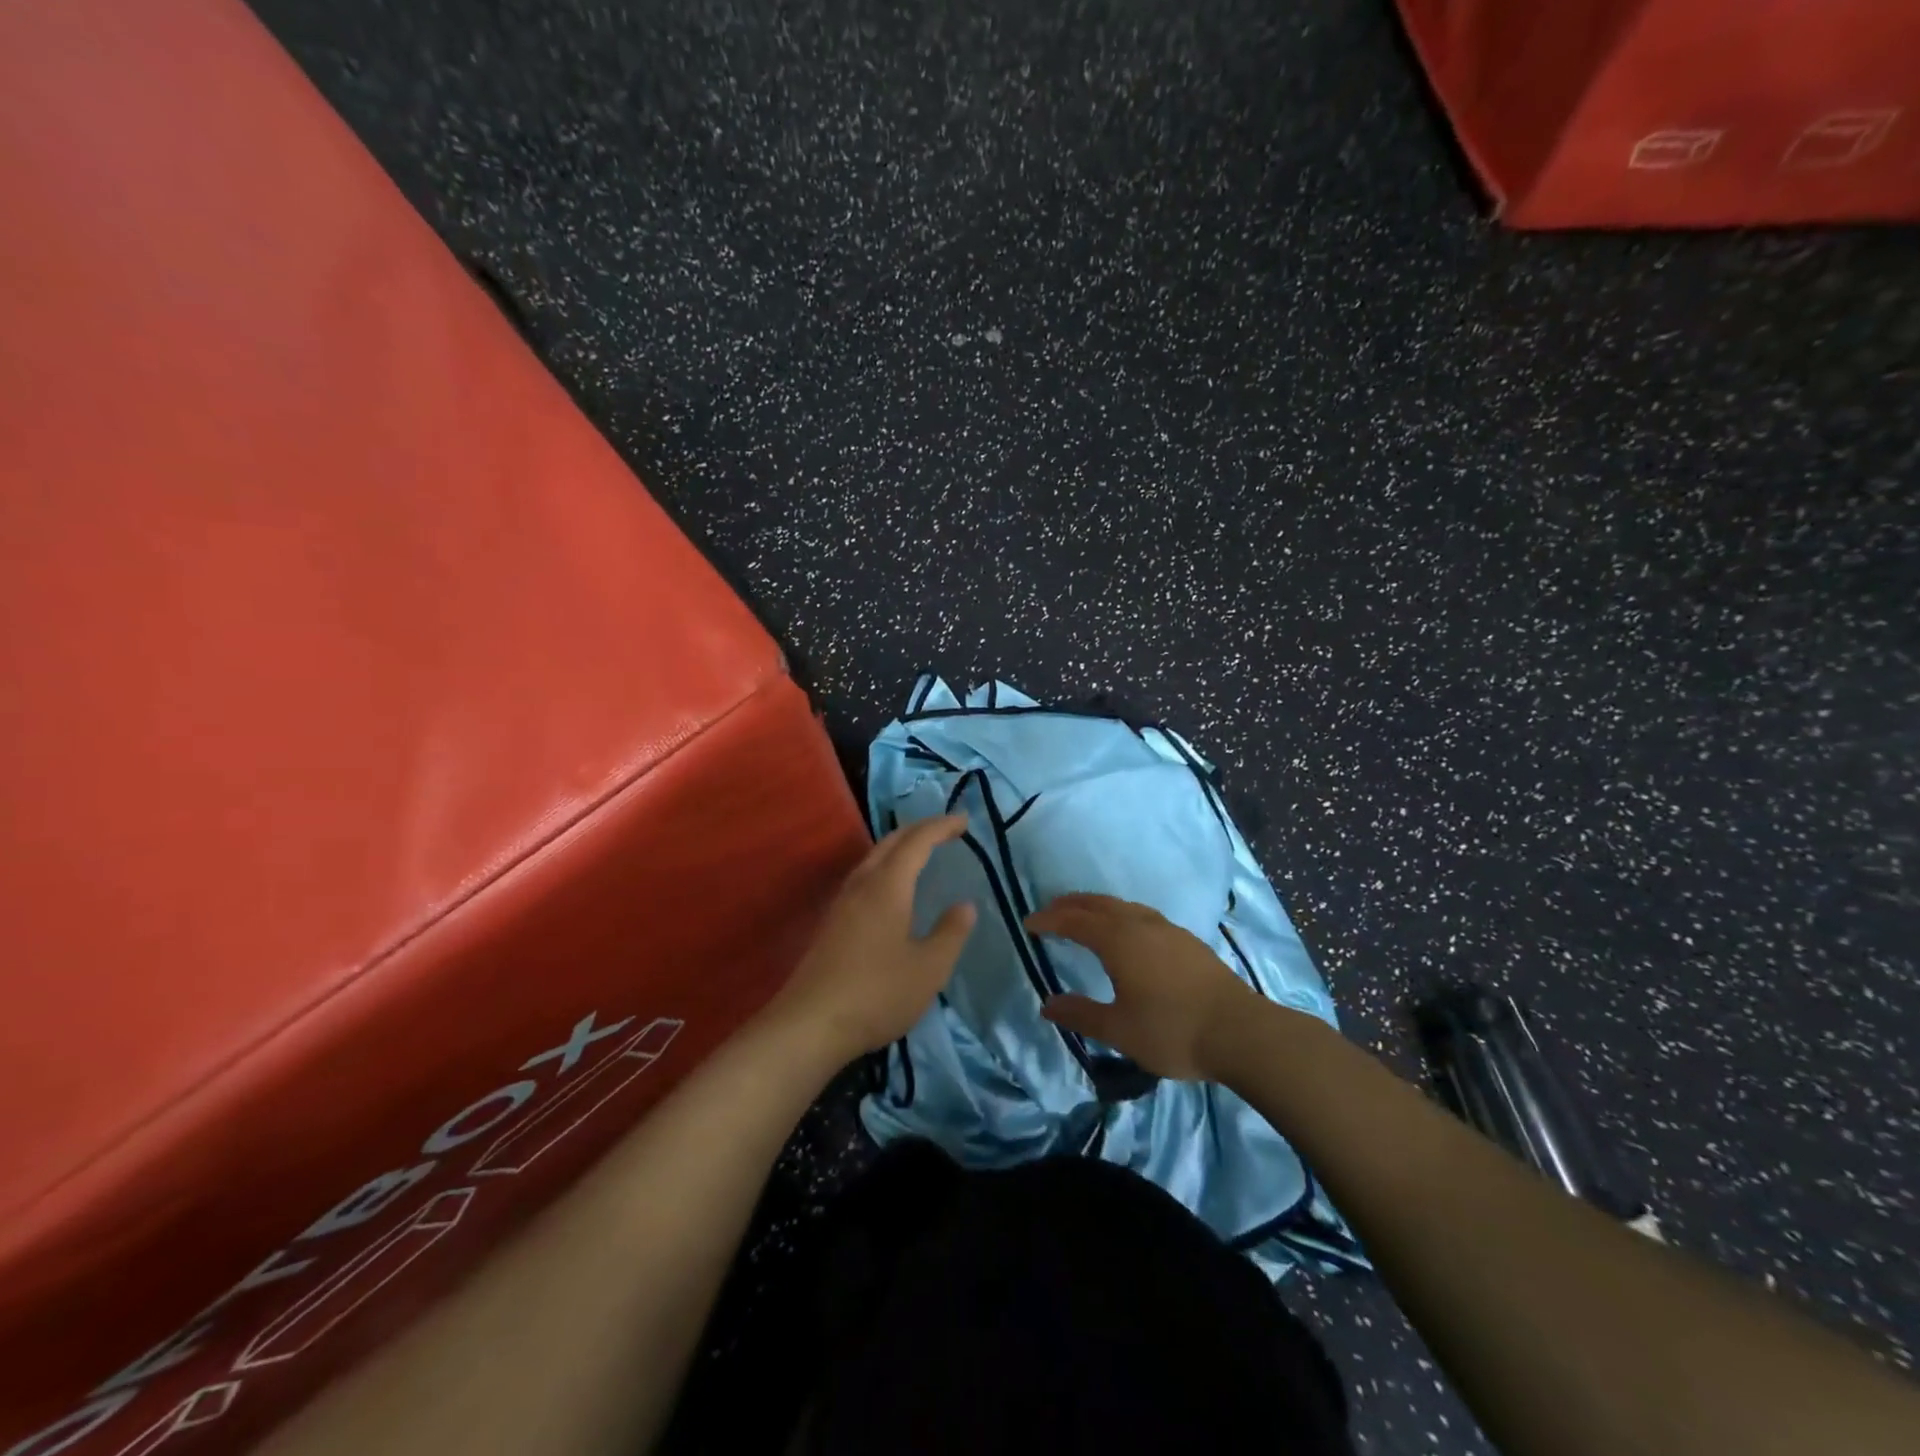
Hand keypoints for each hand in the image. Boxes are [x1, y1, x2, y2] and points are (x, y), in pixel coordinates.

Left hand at [767, 815, 976, 1064]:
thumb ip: (951, 933)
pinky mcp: (831, 923)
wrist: (810, 1025)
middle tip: (946, 830)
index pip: (917, 842)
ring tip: (921, 852)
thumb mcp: (929, 968)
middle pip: (890, 842)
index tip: (964, 821)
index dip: (941, 827)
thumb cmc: (877, 993)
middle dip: (919, 829)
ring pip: (873, 858)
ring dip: (899, 847)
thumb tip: (965, 905)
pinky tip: (890, 890)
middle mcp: (862, 884)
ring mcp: (841, 903)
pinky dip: (885, 867)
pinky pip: (863, 877)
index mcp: (888, 886)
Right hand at [1024, 893, 1259, 1080]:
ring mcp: (1168, 930)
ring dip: (1098, 907)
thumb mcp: (1118, 1030)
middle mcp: (1140, 924)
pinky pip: (1142, 915)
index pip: (1074, 922)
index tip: (1029, 923)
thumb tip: (1048, 1004)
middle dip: (1071, 905)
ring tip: (1085, 917)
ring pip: (1124, 907)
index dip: (1049, 920)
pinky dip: (1121, 916)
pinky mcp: (1188, 941)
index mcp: (1118, 940)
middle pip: (1099, 905)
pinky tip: (1128, 933)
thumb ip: (1081, 1014)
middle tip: (1051, 911)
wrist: (1240, 1033)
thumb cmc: (1172, 1031)